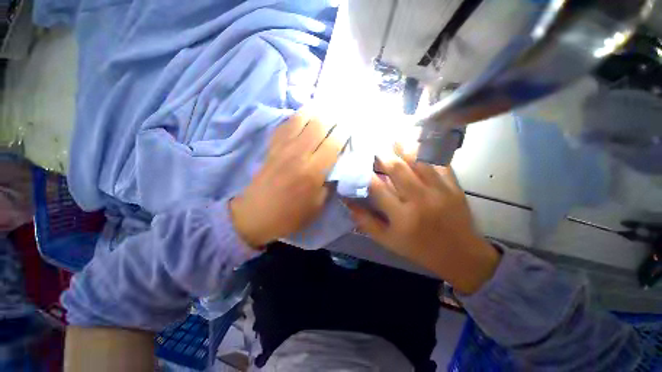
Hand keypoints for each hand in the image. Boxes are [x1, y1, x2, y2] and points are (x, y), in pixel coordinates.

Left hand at [230, 111, 347, 247]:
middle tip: (341, 115)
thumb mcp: (317, 206)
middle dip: (333, 117)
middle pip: (318, 125)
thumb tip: (336, 168)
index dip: (344, 132)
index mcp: (313, 171)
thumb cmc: (290, 215)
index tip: (351, 127)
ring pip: (300, 119)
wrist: (256, 215)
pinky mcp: (272, 147)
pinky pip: (284, 125)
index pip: (333, 143)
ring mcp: (283, 148)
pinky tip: (302, 117)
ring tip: (324, 110)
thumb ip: (329, 184)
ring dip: (315, 112)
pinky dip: (295, 118)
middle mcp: (298, 154)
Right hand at [347, 149, 499, 293]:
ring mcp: (439, 190)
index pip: (378, 188)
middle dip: (383, 155)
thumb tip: (348, 203)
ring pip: (418, 160)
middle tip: (375, 148)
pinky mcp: (454, 186)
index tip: (357, 165)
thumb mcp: (387, 240)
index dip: (365, 174)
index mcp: (402, 216)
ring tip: (393, 138)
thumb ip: (366, 221)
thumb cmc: (419, 248)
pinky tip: (418, 143)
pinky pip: (439, 162)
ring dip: (403, 147)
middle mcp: (420, 200)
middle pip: (397, 169)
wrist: (460, 255)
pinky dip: (427, 151)